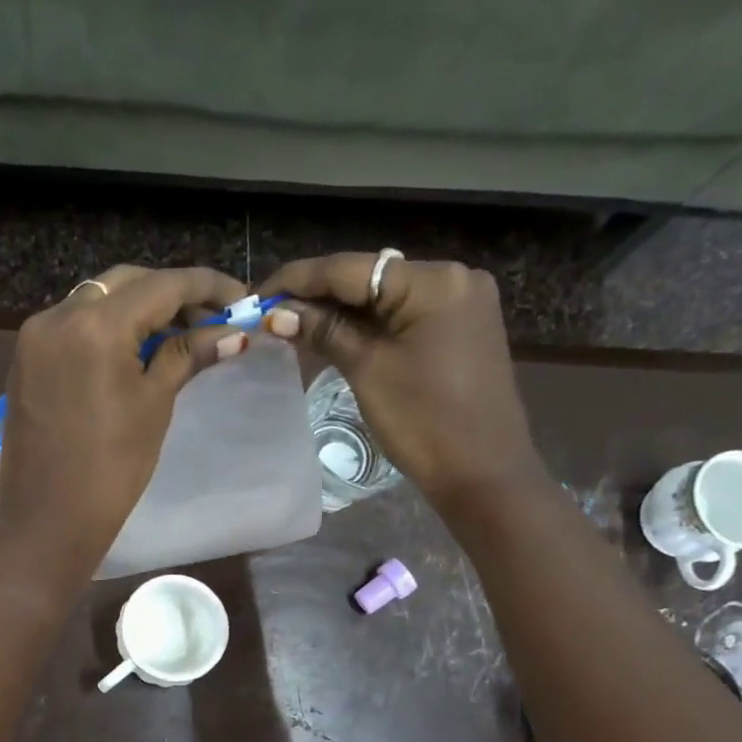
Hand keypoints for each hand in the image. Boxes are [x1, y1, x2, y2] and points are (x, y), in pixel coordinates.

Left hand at [0, 264, 248, 564]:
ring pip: (97, 300)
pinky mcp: (26, 359)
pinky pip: (74, 325)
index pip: (161, 285)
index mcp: (95, 324)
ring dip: (138, 308)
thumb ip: (187, 356)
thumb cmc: (112, 469)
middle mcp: (58, 315)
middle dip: (171, 294)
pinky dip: (107, 327)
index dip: (207, 286)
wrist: (49, 519)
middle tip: (210, 319)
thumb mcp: (154, 405)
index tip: (241, 298)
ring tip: (177, 334)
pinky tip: (133, 350)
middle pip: (126, 284)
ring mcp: (35, 336)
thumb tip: (233, 334)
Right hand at [258, 254, 544, 501]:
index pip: (350, 268)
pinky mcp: (461, 327)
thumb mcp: (368, 371)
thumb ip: (325, 331)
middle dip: (318, 295)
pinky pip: (405, 316)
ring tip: (294, 324)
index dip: (298, 279)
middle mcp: (453, 276)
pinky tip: (335, 335)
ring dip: (341, 311)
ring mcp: (461, 302)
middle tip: (272, 313)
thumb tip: (279, 312)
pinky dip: (369, 325)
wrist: (483, 472)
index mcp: (433, 280)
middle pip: (369, 278)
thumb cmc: (424, 422)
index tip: (258, 294)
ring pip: (386, 297)